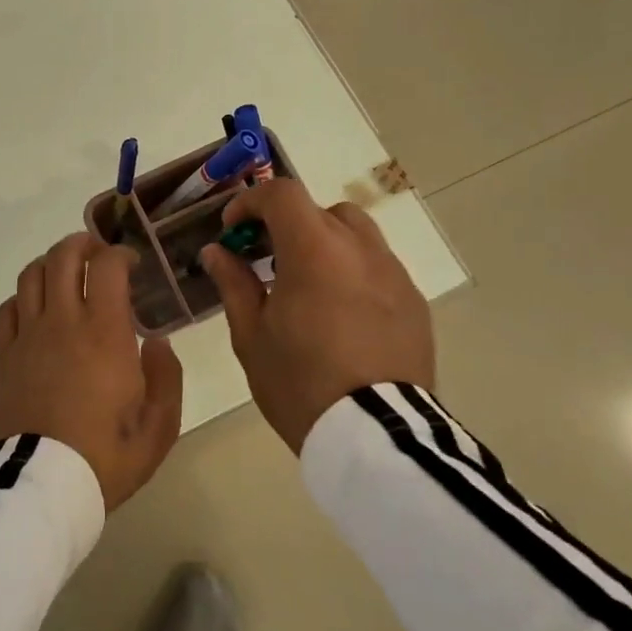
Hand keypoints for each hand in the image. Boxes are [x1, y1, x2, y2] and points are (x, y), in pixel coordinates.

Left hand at [0, 233, 183, 510]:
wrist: (42, 488)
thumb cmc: (105, 458)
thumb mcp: (159, 427)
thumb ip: (167, 377)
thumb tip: (158, 342)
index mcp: (105, 333)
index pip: (107, 266)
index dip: (121, 254)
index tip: (133, 266)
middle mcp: (63, 323)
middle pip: (62, 257)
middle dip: (82, 243)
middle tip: (98, 254)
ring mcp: (28, 337)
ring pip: (31, 275)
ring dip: (50, 262)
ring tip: (66, 272)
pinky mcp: (4, 357)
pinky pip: (7, 310)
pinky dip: (22, 297)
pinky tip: (35, 309)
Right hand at [199, 180, 434, 454]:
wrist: (375, 436)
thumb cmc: (300, 382)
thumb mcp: (252, 335)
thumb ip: (234, 283)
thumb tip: (217, 252)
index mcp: (314, 251)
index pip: (282, 194)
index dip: (251, 203)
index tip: (234, 231)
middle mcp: (360, 249)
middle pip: (320, 211)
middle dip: (288, 225)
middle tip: (266, 260)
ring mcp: (393, 274)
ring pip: (356, 234)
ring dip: (325, 244)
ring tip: (307, 287)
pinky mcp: (415, 302)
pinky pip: (378, 268)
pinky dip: (353, 272)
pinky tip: (341, 314)